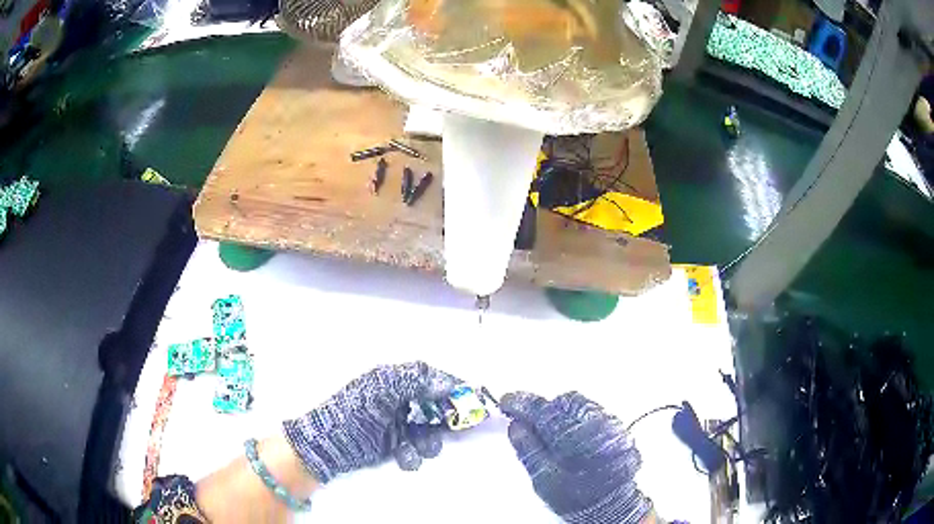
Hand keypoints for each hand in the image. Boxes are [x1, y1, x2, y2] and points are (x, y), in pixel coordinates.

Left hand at [283, 362, 459, 482]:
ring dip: (429, 440)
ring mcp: (396, 424)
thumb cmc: (352, 412)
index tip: (471, 394)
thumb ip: (413, 383)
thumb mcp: (380, 391)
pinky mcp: (393, 445)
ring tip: (421, 446)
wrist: (326, 445)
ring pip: (428, 430)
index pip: (428, 377)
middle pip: (433, 405)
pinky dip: (412, 453)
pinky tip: (403, 456)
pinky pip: (414, 448)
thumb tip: (445, 382)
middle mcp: (397, 400)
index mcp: (392, 381)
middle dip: (444, 418)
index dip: (450, 385)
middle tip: (458, 426)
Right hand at [501, 391, 651, 523]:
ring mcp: (611, 425)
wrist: (608, 506)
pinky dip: (577, 419)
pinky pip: (593, 414)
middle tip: (528, 420)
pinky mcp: (617, 429)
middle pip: (565, 402)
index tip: (507, 401)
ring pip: (580, 406)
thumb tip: (516, 425)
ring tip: (551, 431)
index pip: (544, 411)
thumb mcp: (544, 476)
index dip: (522, 403)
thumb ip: (529, 448)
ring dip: (562, 413)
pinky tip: (570, 435)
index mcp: (576, 437)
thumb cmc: (574, 496)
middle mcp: (597, 425)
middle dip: (544, 408)